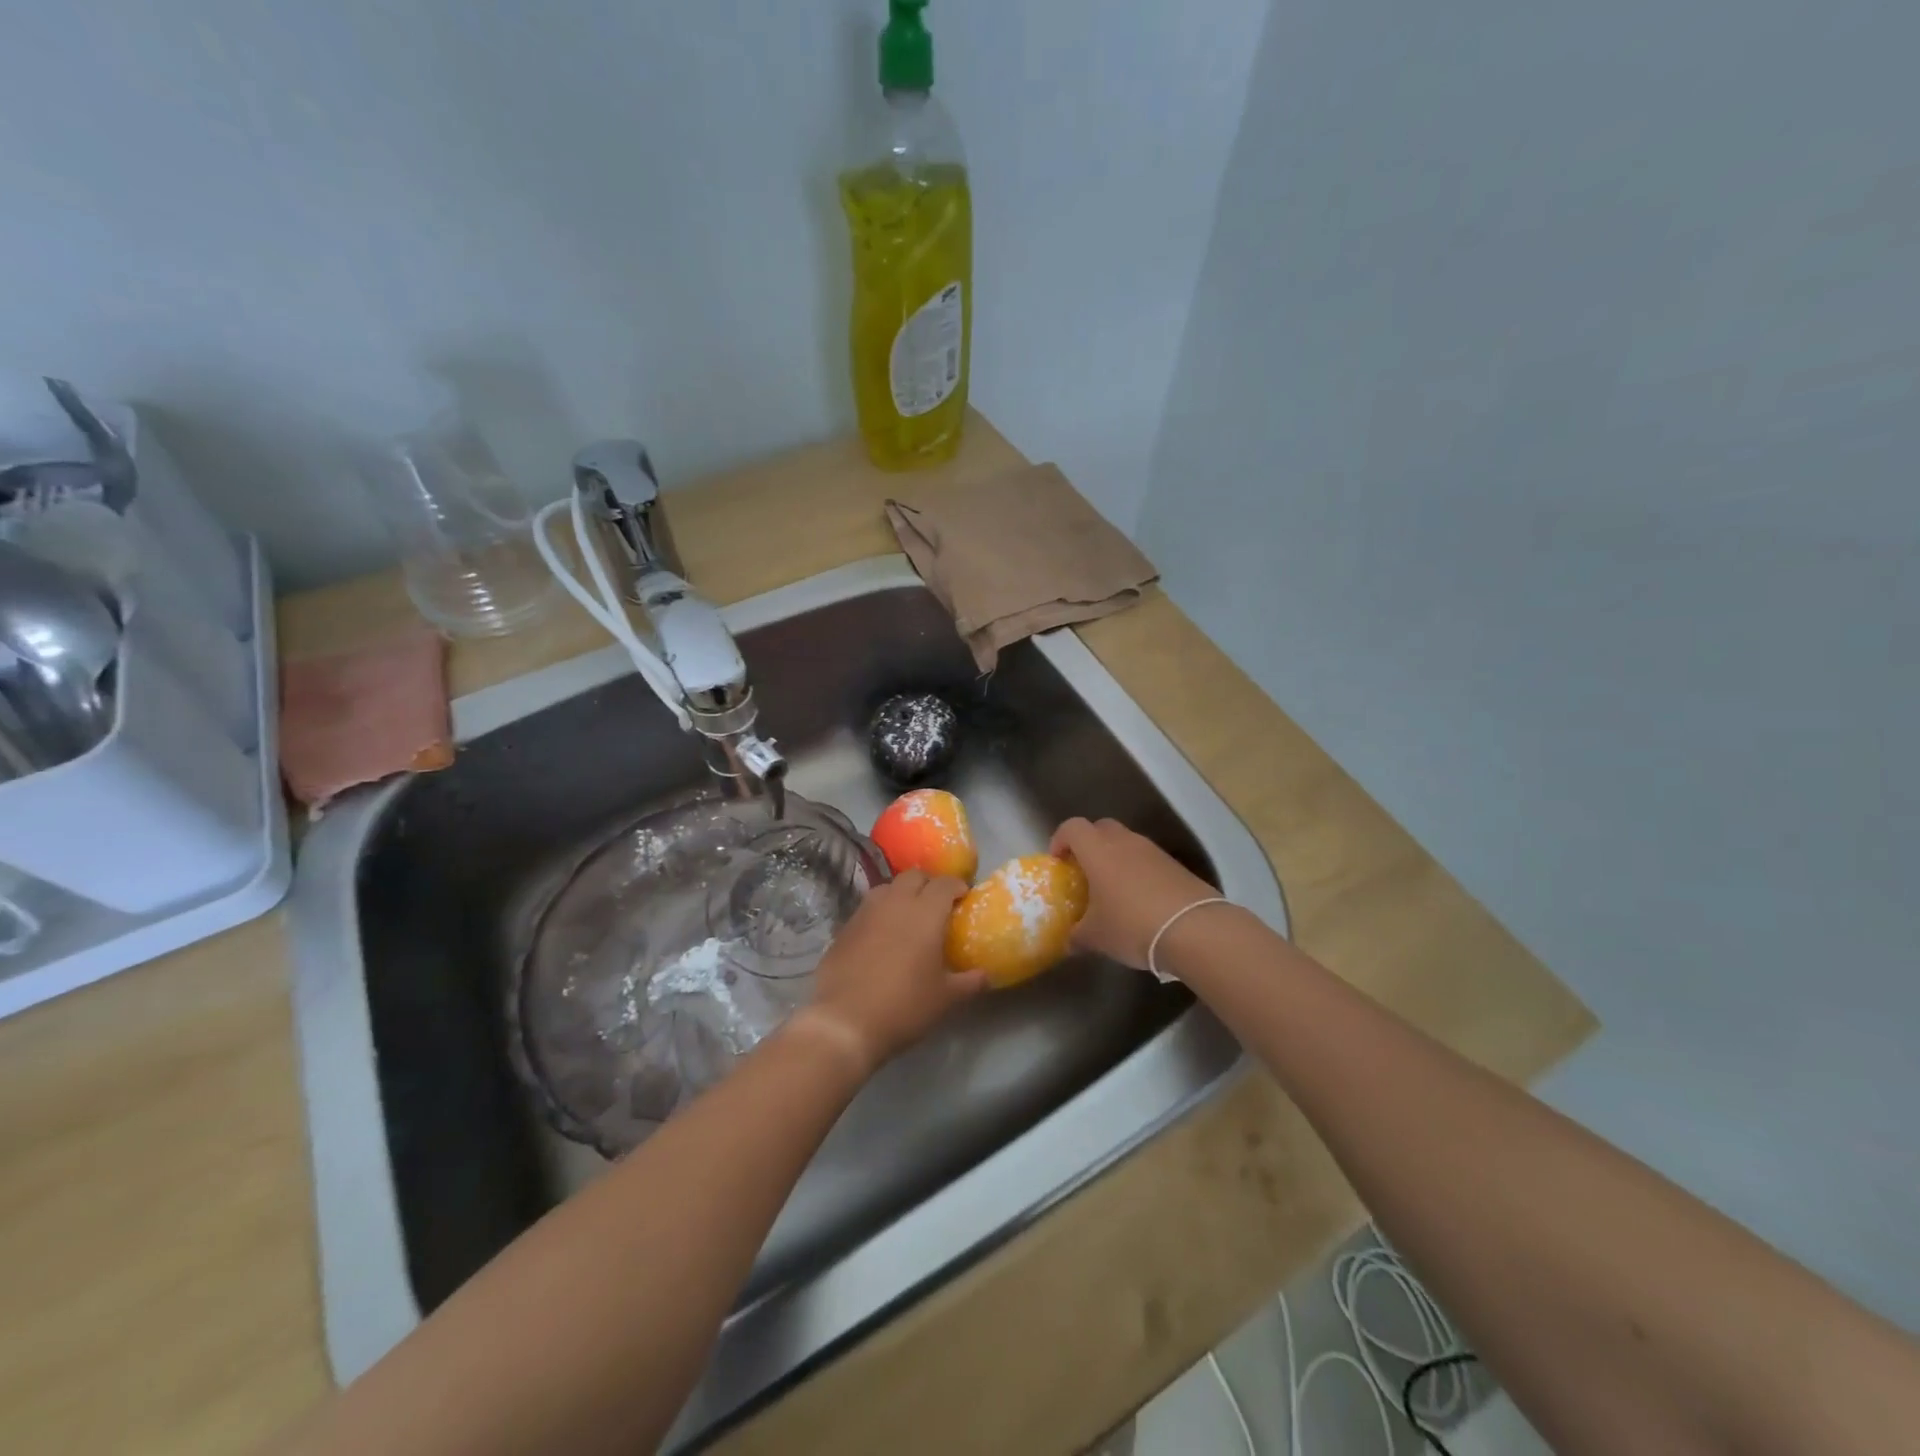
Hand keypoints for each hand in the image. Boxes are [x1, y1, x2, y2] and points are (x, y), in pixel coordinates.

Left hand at [803, 869, 985, 1071]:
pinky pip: (867, 909)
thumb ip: (969, 982)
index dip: (957, 886)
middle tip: (937, 905)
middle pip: (914, 876)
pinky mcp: (844, 928)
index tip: (964, 898)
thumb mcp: (945, 999)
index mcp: (925, 913)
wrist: (844, 1022)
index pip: (944, 883)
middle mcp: (895, 903)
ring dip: (901, 894)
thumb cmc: (904, 1006)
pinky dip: (879, 914)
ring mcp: (865, 913)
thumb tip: (985, 975)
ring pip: (887, 888)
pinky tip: (882, 937)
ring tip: (908, 917)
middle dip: (928, 884)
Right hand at [1050, 817, 1222, 969]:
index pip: (1072, 827)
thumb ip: (1078, 935)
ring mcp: (1153, 851)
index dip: (1061, 839)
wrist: (1194, 929)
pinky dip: (1138, 871)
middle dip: (1089, 844)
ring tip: (1113, 890)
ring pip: (1126, 842)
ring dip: (1116, 858)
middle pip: (1101, 827)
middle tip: (1084, 871)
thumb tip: (1071, 941)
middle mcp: (1124, 842)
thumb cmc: (1132, 925)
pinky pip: (1147, 859)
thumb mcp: (1096, 937)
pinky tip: (1140, 900)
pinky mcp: (1175, 865)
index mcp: (1098, 851)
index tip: (1058, 862)